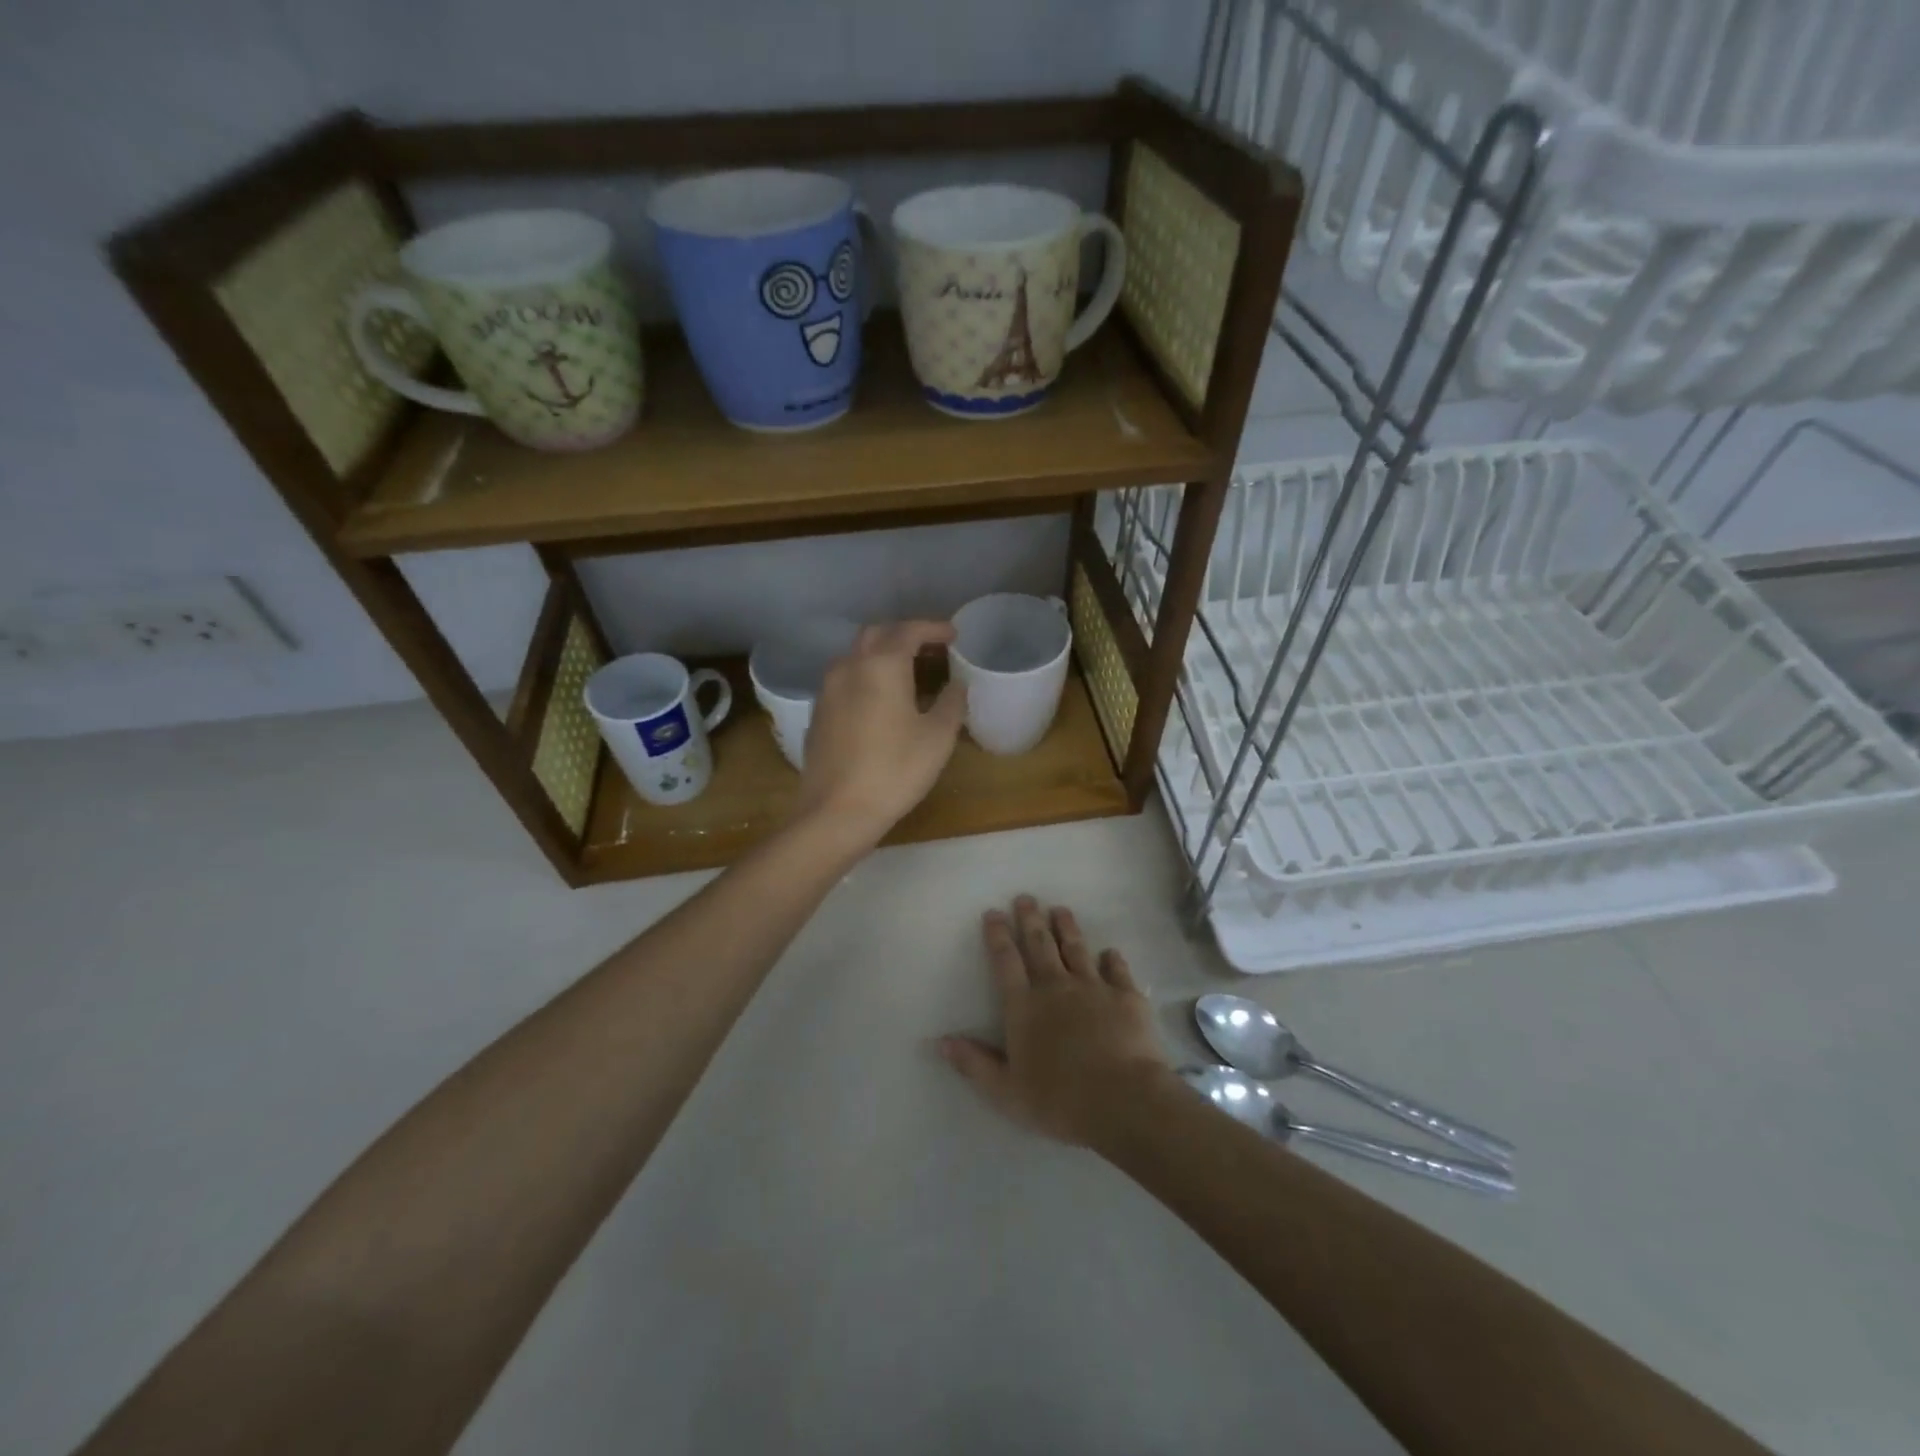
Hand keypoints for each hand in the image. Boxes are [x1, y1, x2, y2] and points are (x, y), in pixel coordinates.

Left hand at [794, 620, 966, 847]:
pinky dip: (866, 675)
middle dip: (905, 634)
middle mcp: (850, 666)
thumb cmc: (895, 770)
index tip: (953, 635)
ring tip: (908, 671)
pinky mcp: (818, 712)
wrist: (836, 811)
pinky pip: (845, 679)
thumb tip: (957, 684)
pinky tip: (881, 699)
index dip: (934, 628)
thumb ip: (951, 702)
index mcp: (882, 665)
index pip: (909, 630)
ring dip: (883, 654)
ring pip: (856, 655)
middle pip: (877, 634)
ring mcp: (828, 689)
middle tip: (931, 649)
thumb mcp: (937, 737)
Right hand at [939, 896, 1173, 1145]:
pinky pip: (1117, 970)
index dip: (997, 936)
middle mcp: (1056, 986)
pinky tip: (1110, 952)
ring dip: (1067, 927)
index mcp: (1024, 1006)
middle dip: (1030, 919)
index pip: (1005, 962)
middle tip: (1026, 897)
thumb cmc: (1059, 1100)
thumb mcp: (1005, 1091)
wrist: (1123, 1099)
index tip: (993, 912)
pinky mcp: (1126, 996)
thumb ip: (974, 1063)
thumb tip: (941, 1041)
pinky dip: (1112, 959)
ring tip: (1061, 909)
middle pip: (1040, 945)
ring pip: (1076, 948)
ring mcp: (1094, 987)